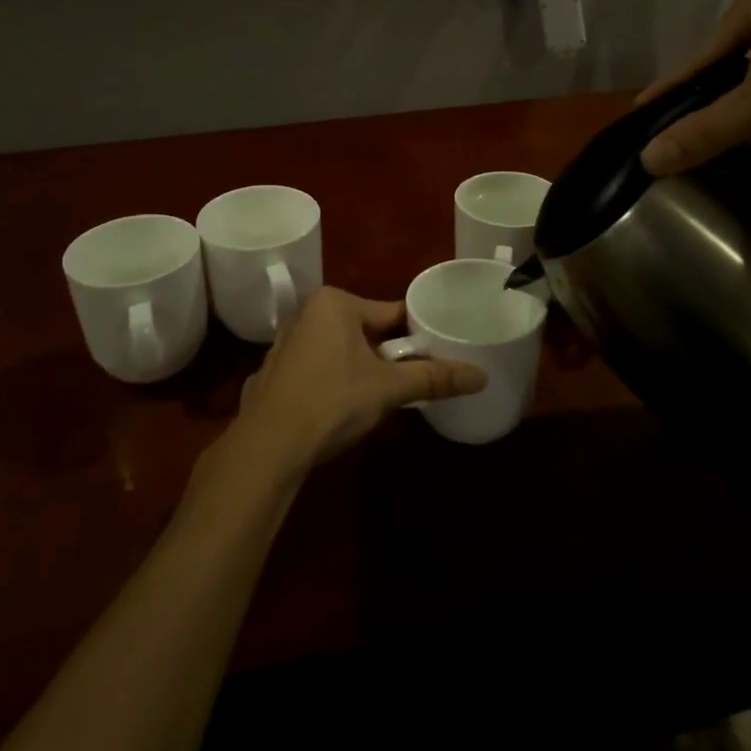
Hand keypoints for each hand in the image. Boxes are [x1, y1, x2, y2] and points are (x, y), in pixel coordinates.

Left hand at [222, 287, 486, 475]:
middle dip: (388, 354)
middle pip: (366, 331)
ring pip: (341, 350)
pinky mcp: (274, 373)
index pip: (391, 312)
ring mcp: (285, 343)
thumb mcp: (389, 388)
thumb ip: (434, 378)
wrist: (268, 447)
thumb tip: (482, 376)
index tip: (438, 352)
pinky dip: (334, 382)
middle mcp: (306, 313)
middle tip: (412, 380)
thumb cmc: (332, 401)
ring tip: (382, 396)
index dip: (417, 334)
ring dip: (361, 369)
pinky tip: (342, 408)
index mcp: (334, 303)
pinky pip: (318, 368)